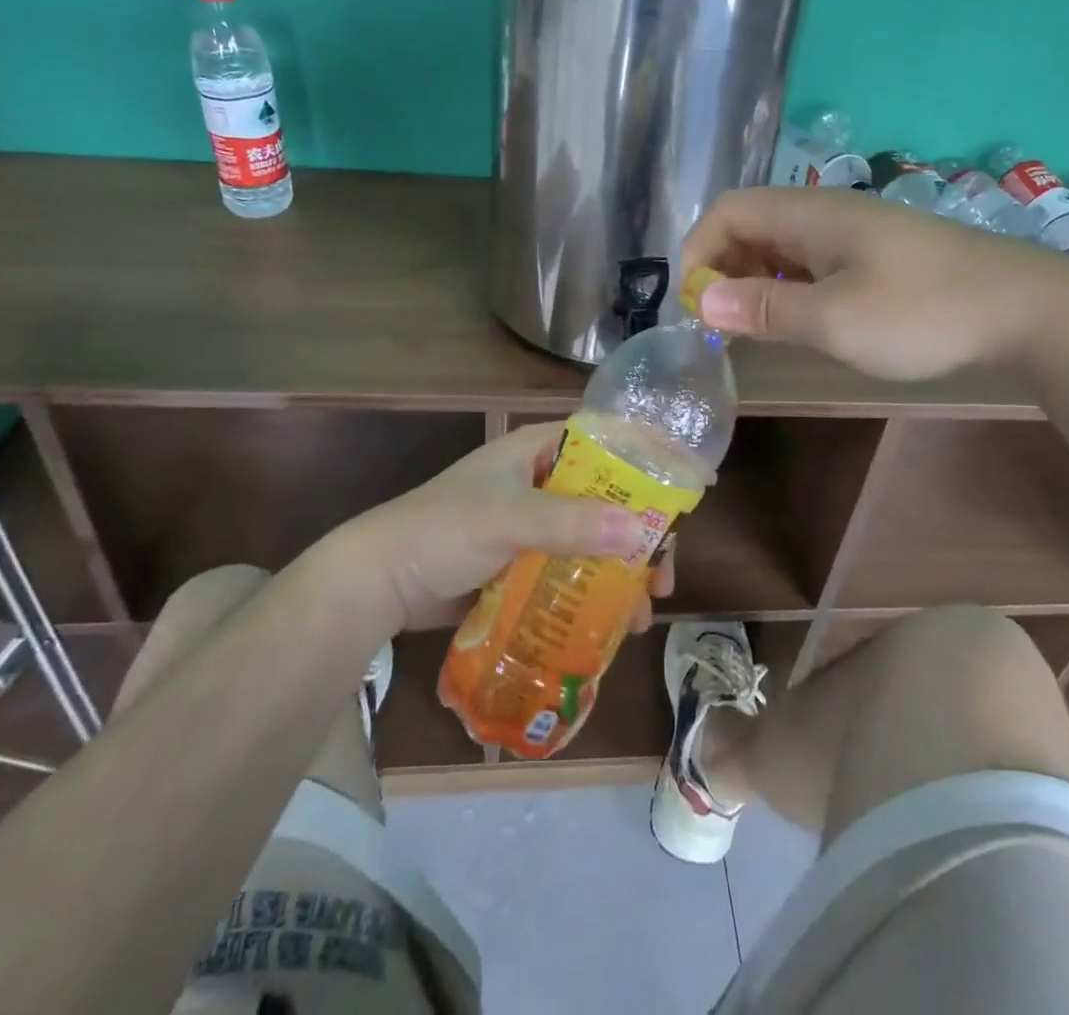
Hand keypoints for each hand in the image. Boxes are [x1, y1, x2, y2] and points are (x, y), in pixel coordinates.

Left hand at [323, 423, 677, 633]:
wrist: (379, 582)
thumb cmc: (442, 530)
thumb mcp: (507, 519)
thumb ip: (570, 524)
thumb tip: (640, 534)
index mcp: (537, 451)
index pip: (606, 444)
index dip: (648, 460)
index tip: (690, 488)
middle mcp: (540, 482)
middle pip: (606, 499)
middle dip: (639, 536)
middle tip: (662, 574)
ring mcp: (531, 525)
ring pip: (592, 541)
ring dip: (620, 572)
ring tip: (642, 611)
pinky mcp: (520, 563)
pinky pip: (569, 571)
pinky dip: (592, 592)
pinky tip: (612, 624)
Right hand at [681, 187, 1068, 379]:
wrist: (1025, 309)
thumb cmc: (922, 312)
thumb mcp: (834, 321)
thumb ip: (764, 310)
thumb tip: (702, 303)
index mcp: (808, 215)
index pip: (728, 212)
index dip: (698, 252)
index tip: (695, 305)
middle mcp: (824, 214)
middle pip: (750, 226)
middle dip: (722, 269)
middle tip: (720, 324)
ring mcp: (852, 234)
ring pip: (780, 247)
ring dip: (753, 282)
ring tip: (750, 329)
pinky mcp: (873, 256)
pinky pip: (809, 263)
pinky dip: (786, 288)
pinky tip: (796, 321)